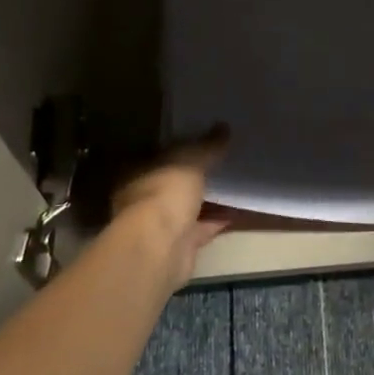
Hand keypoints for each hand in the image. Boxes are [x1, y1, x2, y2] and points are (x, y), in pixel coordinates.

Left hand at [110, 126, 233, 289]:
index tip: (200, 140)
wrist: (161, 247)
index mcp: (135, 172)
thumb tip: (224, 127)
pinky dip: (217, 220)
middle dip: (193, 175)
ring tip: (234, 184)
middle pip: (170, 181)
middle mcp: (141, 197)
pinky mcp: (178, 245)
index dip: (176, 146)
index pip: (155, 153)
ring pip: (186, 206)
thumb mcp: (191, 160)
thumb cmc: (165, 192)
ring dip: (207, 199)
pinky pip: (201, 227)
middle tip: (220, 161)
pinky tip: (238, 210)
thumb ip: (208, 145)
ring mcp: (159, 224)